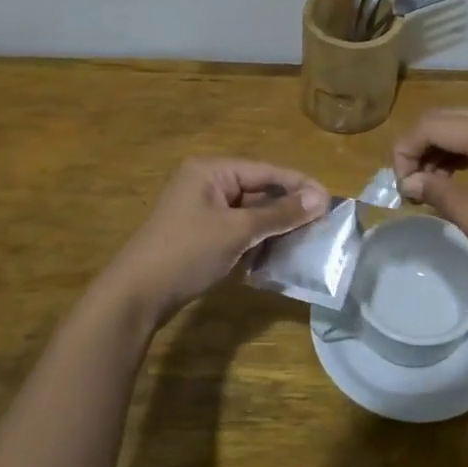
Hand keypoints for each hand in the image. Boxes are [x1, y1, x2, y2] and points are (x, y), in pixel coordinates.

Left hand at [99, 158, 329, 328]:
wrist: (136, 296)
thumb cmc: (186, 252)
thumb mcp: (237, 231)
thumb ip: (280, 214)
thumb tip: (322, 198)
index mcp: (211, 170)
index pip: (265, 171)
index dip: (299, 185)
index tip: (331, 200)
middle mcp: (206, 183)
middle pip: (258, 190)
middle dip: (288, 207)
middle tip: (323, 222)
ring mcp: (201, 211)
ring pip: (250, 213)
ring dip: (275, 226)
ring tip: (307, 239)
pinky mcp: (200, 235)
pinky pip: (237, 230)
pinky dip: (257, 240)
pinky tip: (278, 254)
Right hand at [392, 108, 467, 279]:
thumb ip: (445, 199)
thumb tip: (409, 182)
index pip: (432, 126)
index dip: (405, 153)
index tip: (401, 191)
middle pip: (445, 118)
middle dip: (419, 149)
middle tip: (410, 190)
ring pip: (463, 123)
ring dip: (439, 150)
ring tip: (427, 189)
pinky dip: (462, 150)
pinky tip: (454, 178)